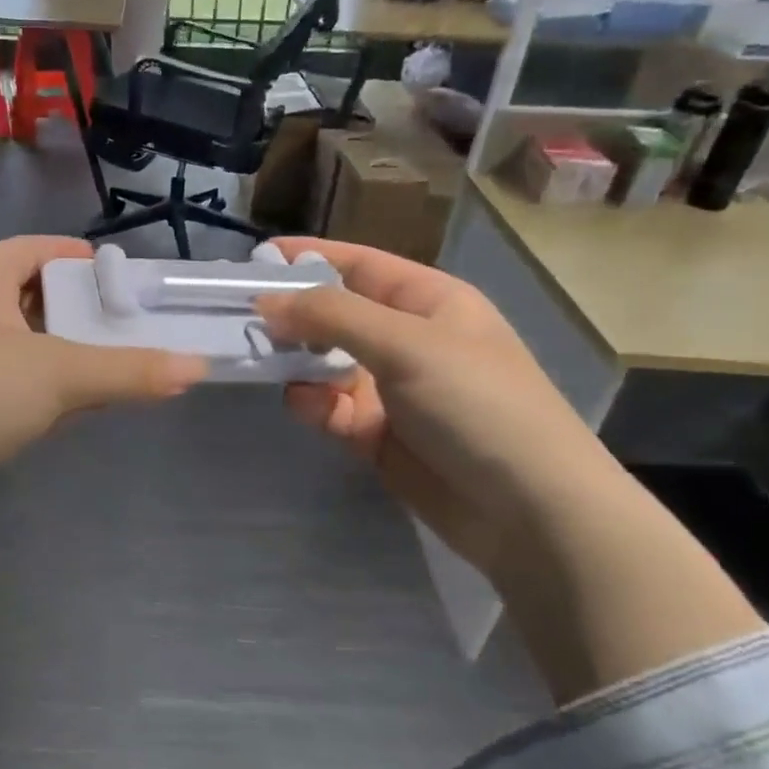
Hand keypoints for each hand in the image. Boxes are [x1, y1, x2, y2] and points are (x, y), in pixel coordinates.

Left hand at [0, 236, 207, 517]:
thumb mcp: (55, 375)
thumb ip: (128, 371)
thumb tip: (197, 367)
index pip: (45, 249)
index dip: (90, 261)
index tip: (136, 286)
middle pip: (42, 299)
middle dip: (90, 316)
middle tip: (144, 333)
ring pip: (30, 347)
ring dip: (73, 358)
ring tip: (128, 370)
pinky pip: (15, 386)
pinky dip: (49, 392)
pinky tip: (82, 407)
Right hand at [255, 238, 622, 587]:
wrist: (528, 510)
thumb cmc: (477, 404)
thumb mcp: (407, 344)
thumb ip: (332, 316)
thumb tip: (266, 300)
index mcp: (429, 302)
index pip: (360, 265)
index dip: (311, 258)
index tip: (256, 258)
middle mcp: (408, 340)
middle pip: (336, 316)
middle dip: (293, 315)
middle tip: (239, 318)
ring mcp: (392, 390)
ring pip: (326, 364)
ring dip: (296, 362)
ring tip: (263, 361)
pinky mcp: (378, 435)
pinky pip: (331, 408)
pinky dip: (313, 404)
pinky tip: (303, 405)